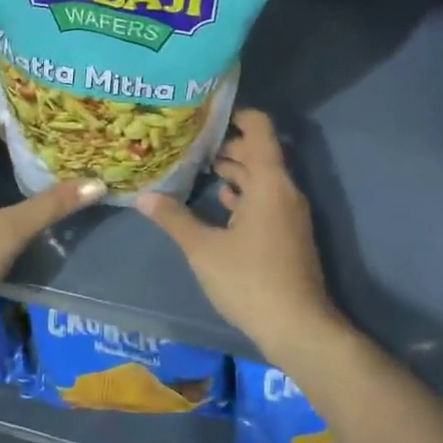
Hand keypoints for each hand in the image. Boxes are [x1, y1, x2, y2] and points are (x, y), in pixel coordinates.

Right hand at [136, 109, 342, 365]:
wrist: (298, 328)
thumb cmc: (250, 280)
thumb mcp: (204, 249)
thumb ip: (174, 219)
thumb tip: (143, 196)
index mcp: (269, 182)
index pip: (260, 130)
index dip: (238, 115)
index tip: (208, 114)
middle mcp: (284, 190)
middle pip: (260, 153)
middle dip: (228, 145)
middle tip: (193, 143)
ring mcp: (290, 214)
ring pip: (263, 178)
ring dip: (236, 171)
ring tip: (201, 168)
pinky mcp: (290, 234)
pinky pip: (267, 199)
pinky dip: (246, 194)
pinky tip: (223, 203)